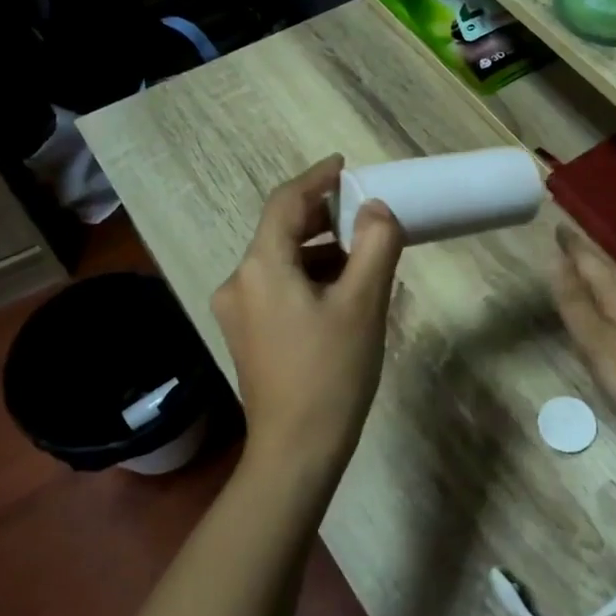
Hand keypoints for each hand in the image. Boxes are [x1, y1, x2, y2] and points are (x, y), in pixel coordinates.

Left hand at [211, 157, 404, 475]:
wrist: (296, 450)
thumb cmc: (332, 372)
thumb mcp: (364, 303)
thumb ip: (375, 245)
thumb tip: (376, 209)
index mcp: (261, 267)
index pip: (285, 202)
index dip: (316, 179)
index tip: (344, 165)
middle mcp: (239, 282)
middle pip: (281, 232)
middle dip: (323, 217)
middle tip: (365, 212)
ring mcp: (239, 312)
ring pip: (282, 262)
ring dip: (321, 251)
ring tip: (365, 255)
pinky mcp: (248, 335)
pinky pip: (280, 288)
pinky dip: (311, 278)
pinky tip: (343, 292)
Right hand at [551, 226, 615, 449]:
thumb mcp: (596, 342)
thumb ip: (575, 303)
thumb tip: (556, 261)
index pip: (591, 262)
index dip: (573, 247)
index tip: (558, 227)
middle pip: (608, 271)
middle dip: (587, 257)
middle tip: (567, 244)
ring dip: (600, 276)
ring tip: (584, 270)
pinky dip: (611, 297)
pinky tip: (613, 309)